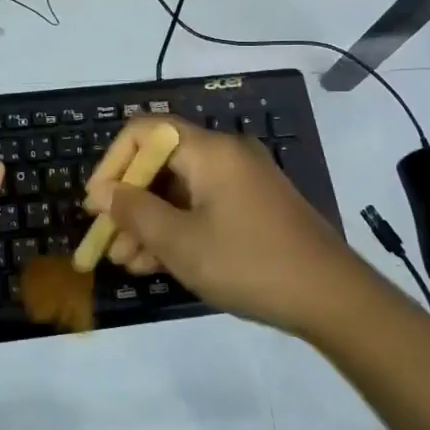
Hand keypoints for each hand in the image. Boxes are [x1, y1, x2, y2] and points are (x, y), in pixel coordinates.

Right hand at [82, 116, 361, 336]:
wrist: (333, 298)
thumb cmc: (249, 263)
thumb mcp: (182, 243)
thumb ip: (136, 213)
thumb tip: (105, 193)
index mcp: (209, 150)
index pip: (145, 132)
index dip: (113, 163)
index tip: (97, 204)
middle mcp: (225, 155)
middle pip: (161, 163)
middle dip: (129, 201)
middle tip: (106, 240)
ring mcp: (242, 182)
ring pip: (180, 190)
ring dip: (149, 221)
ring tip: (126, 262)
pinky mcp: (253, 207)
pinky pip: (202, 206)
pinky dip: (177, 228)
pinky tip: (155, 264)